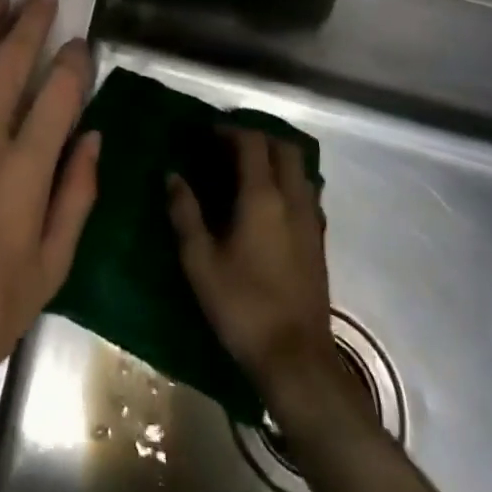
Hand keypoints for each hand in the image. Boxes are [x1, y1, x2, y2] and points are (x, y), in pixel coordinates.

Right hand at [167, 131, 360, 427]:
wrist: (296, 360)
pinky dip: (287, 183)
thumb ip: (185, 213)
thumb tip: (172, 176)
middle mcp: (293, 200)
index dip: (230, 131)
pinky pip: (306, 194)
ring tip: (246, 170)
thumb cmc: (242, 305)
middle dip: (257, 139)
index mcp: (263, 197)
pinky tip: (267, 204)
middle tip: (227, 146)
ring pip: (300, 171)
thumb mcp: (200, 260)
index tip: (207, 133)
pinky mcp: (319, 243)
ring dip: (275, 160)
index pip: (253, 143)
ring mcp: (311, 222)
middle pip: (284, 149)